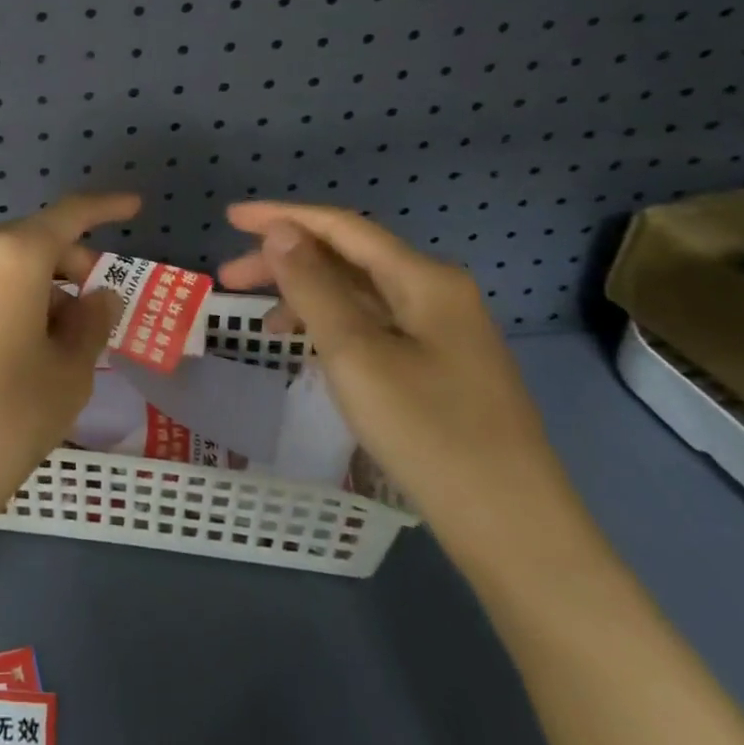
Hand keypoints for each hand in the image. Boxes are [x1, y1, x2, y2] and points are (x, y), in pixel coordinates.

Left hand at [0, 191, 141, 541]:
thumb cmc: (6, 420)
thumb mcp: (68, 374)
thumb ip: (91, 322)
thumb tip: (98, 295)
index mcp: (11, 257)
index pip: (68, 216)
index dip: (104, 207)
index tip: (133, 205)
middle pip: (31, 242)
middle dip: (68, 264)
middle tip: (95, 306)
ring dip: (34, 286)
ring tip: (53, 339)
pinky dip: (1, 299)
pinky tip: (10, 347)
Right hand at [219, 201, 577, 560]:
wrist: (513, 529)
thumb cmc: (428, 432)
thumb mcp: (355, 354)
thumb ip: (313, 286)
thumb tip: (280, 230)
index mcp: (424, 278)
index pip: (341, 227)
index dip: (281, 216)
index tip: (230, 217)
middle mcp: (437, 292)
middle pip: (348, 258)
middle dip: (287, 260)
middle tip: (230, 279)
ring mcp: (443, 332)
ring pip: (360, 294)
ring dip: (307, 296)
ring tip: (262, 323)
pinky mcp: (441, 367)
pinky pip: (374, 326)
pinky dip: (333, 327)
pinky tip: (308, 350)